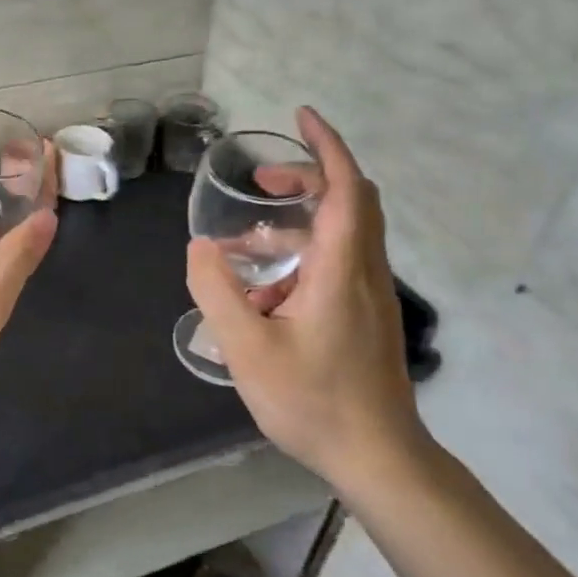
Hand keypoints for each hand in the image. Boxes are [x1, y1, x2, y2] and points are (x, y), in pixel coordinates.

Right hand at [185, 107, 426, 494]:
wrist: (378, 458)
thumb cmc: (313, 401)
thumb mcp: (247, 347)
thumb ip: (217, 291)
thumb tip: (200, 247)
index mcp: (341, 269)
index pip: (345, 188)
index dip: (326, 146)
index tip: (301, 118)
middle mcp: (364, 272)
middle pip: (350, 202)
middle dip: (307, 178)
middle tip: (262, 183)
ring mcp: (369, 296)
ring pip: (343, 235)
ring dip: (298, 223)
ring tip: (245, 245)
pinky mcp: (365, 317)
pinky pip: (337, 264)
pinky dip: (302, 255)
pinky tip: (264, 293)